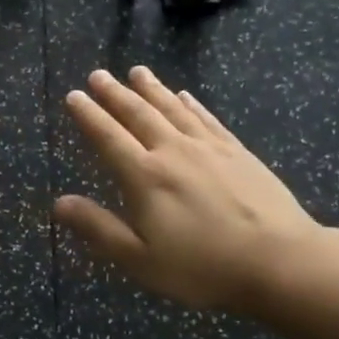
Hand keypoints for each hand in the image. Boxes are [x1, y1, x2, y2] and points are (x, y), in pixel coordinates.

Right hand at [54, 67, 322, 314]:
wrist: (279, 261)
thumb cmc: (203, 267)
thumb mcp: (140, 259)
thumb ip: (98, 228)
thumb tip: (58, 202)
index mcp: (145, 177)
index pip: (108, 137)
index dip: (89, 116)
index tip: (74, 96)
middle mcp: (173, 151)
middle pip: (139, 114)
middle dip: (115, 94)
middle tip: (98, 74)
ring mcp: (209, 148)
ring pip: (173, 109)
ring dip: (152, 89)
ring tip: (137, 71)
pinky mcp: (238, 152)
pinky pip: (208, 119)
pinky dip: (192, 104)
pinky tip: (185, 96)